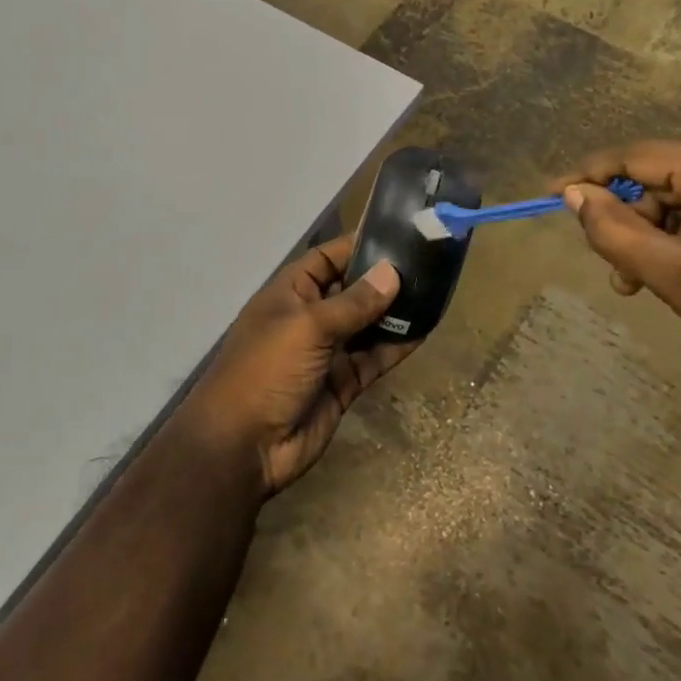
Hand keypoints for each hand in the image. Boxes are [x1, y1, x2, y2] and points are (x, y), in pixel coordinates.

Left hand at [179, 236, 413, 498]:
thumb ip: (353, 302)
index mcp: (289, 293)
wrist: (245, 446)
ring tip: (435, 292)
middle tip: (428, 263)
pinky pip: (374, 358)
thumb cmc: (267, 370)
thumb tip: (392, 272)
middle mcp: (309, 317)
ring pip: (367, 324)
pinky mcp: (343, 383)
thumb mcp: (308, 327)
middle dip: (383, 278)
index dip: (356, 245)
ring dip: (395, 312)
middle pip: (351, 290)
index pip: (326, 258)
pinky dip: (396, 346)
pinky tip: (425, 330)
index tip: (397, 234)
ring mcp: (327, 352)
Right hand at [554, 140, 680, 415]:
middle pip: (666, 177)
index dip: (590, 176)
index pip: (639, 157)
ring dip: (663, 232)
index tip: (552, 193)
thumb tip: (573, 194)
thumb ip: (612, 228)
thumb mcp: (669, 272)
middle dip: (636, 222)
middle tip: (620, 272)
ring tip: (649, 282)